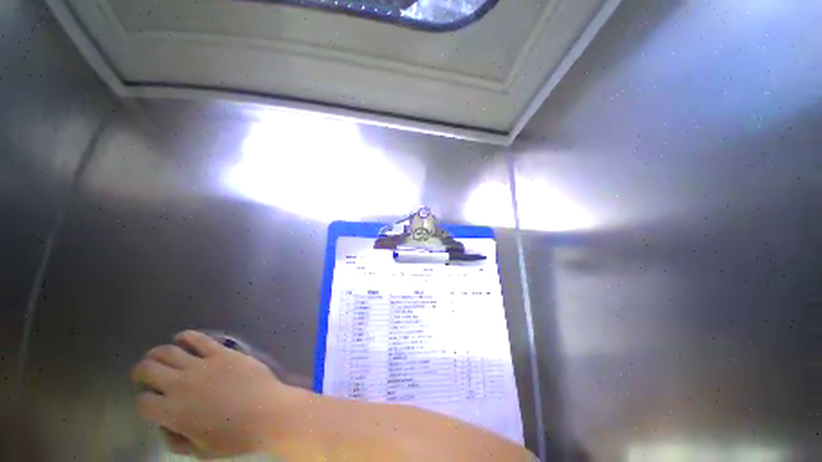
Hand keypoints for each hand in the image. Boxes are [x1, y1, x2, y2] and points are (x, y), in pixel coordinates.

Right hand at [131, 331, 303, 458]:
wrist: (267, 412)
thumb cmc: (235, 437)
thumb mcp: (200, 451)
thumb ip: (176, 439)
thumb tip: (164, 424)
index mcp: (172, 412)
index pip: (142, 401)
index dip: (142, 401)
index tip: (149, 402)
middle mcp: (181, 384)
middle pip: (148, 369)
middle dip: (141, 371)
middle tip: (144, 374)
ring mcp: (202, 365)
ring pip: (168, 351)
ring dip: (158, 353)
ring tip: (158, 357)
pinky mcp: (222, 352)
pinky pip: (199, 339)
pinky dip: (187, 336)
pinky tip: (182, 338)